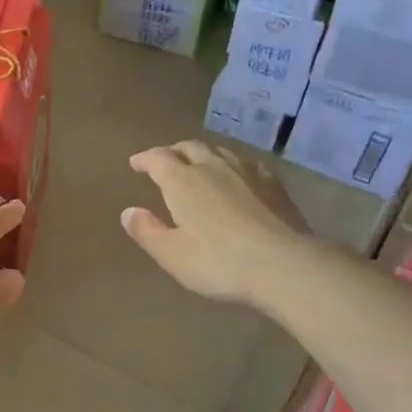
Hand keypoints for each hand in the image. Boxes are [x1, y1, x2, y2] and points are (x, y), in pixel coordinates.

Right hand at [121, 141, 310, 305]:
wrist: (282, 264)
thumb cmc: (218, 262)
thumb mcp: (172, 254)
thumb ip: (147, 231)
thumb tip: (129, 211)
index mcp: (183, 182)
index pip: (158, 159)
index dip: (145, 159)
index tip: (136, 163)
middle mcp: (213, 167)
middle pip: (190, 148)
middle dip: (173, 152)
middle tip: (165, 161)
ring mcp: (247, 172)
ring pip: (219, 152)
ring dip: (203, 154)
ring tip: (198, 165)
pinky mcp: (273, 184)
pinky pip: (247, 164)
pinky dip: (233, 165)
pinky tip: (238, 176)